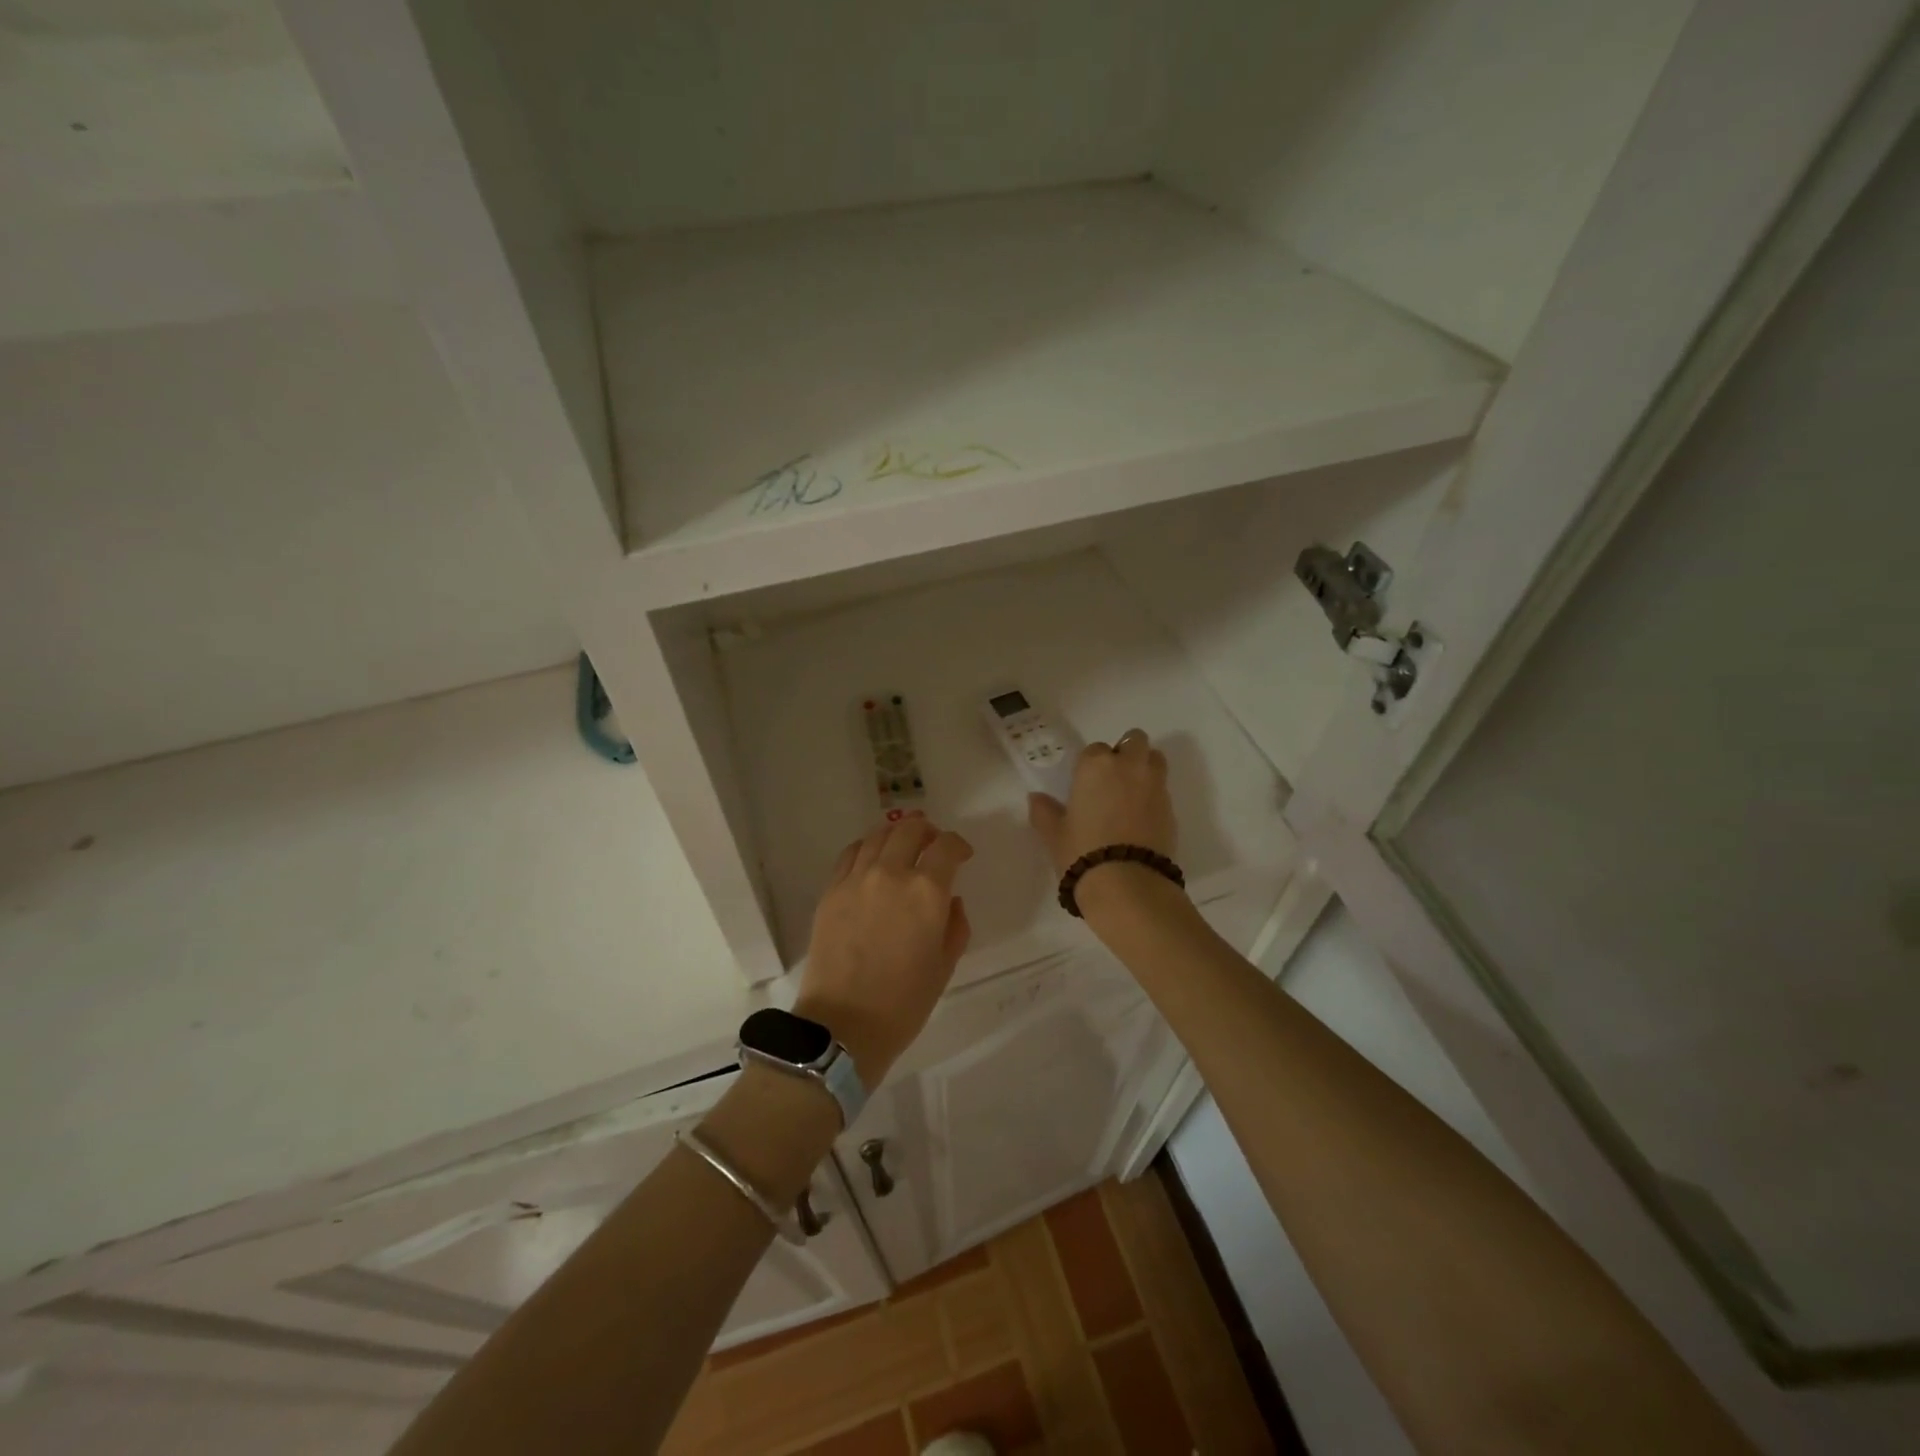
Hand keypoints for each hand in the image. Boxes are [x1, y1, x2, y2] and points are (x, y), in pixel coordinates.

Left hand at [794, 814, 972, 1084]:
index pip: (946, 847)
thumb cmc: (903, 1002)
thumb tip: (950, 900)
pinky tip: (872, 859)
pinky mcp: (831, 890)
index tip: (962, 854)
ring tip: (903, 844)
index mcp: (926, 892)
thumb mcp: (944, 966)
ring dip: (896, 833)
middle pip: (909, 829)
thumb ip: (955, 925)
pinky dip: (867, 848)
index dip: (958, 845)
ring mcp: (856, 879)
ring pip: (878, 836)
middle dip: (927, 830)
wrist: (843, 1025)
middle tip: (933, 842)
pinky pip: (851, 853)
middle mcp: (891, 874)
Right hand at [1028, 728, 1177, 881]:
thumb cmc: (1082, 851)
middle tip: (1114, 778)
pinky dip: (1154, 795)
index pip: (1095, 749)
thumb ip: (1044, 811)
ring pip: (1155, 759)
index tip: (1086, 784)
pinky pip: (1163, 789)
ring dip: (1145, 767)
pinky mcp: (1172, 808)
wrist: (1127, 883)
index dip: (1090, 765)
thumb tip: (1036, 798)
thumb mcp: (1054, 833)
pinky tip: (1141, 819)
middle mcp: (1129, 767)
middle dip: (1126, 752)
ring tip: (1132, 793)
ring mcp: (1155, 786)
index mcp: (1096, 765)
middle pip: (1135, 740)